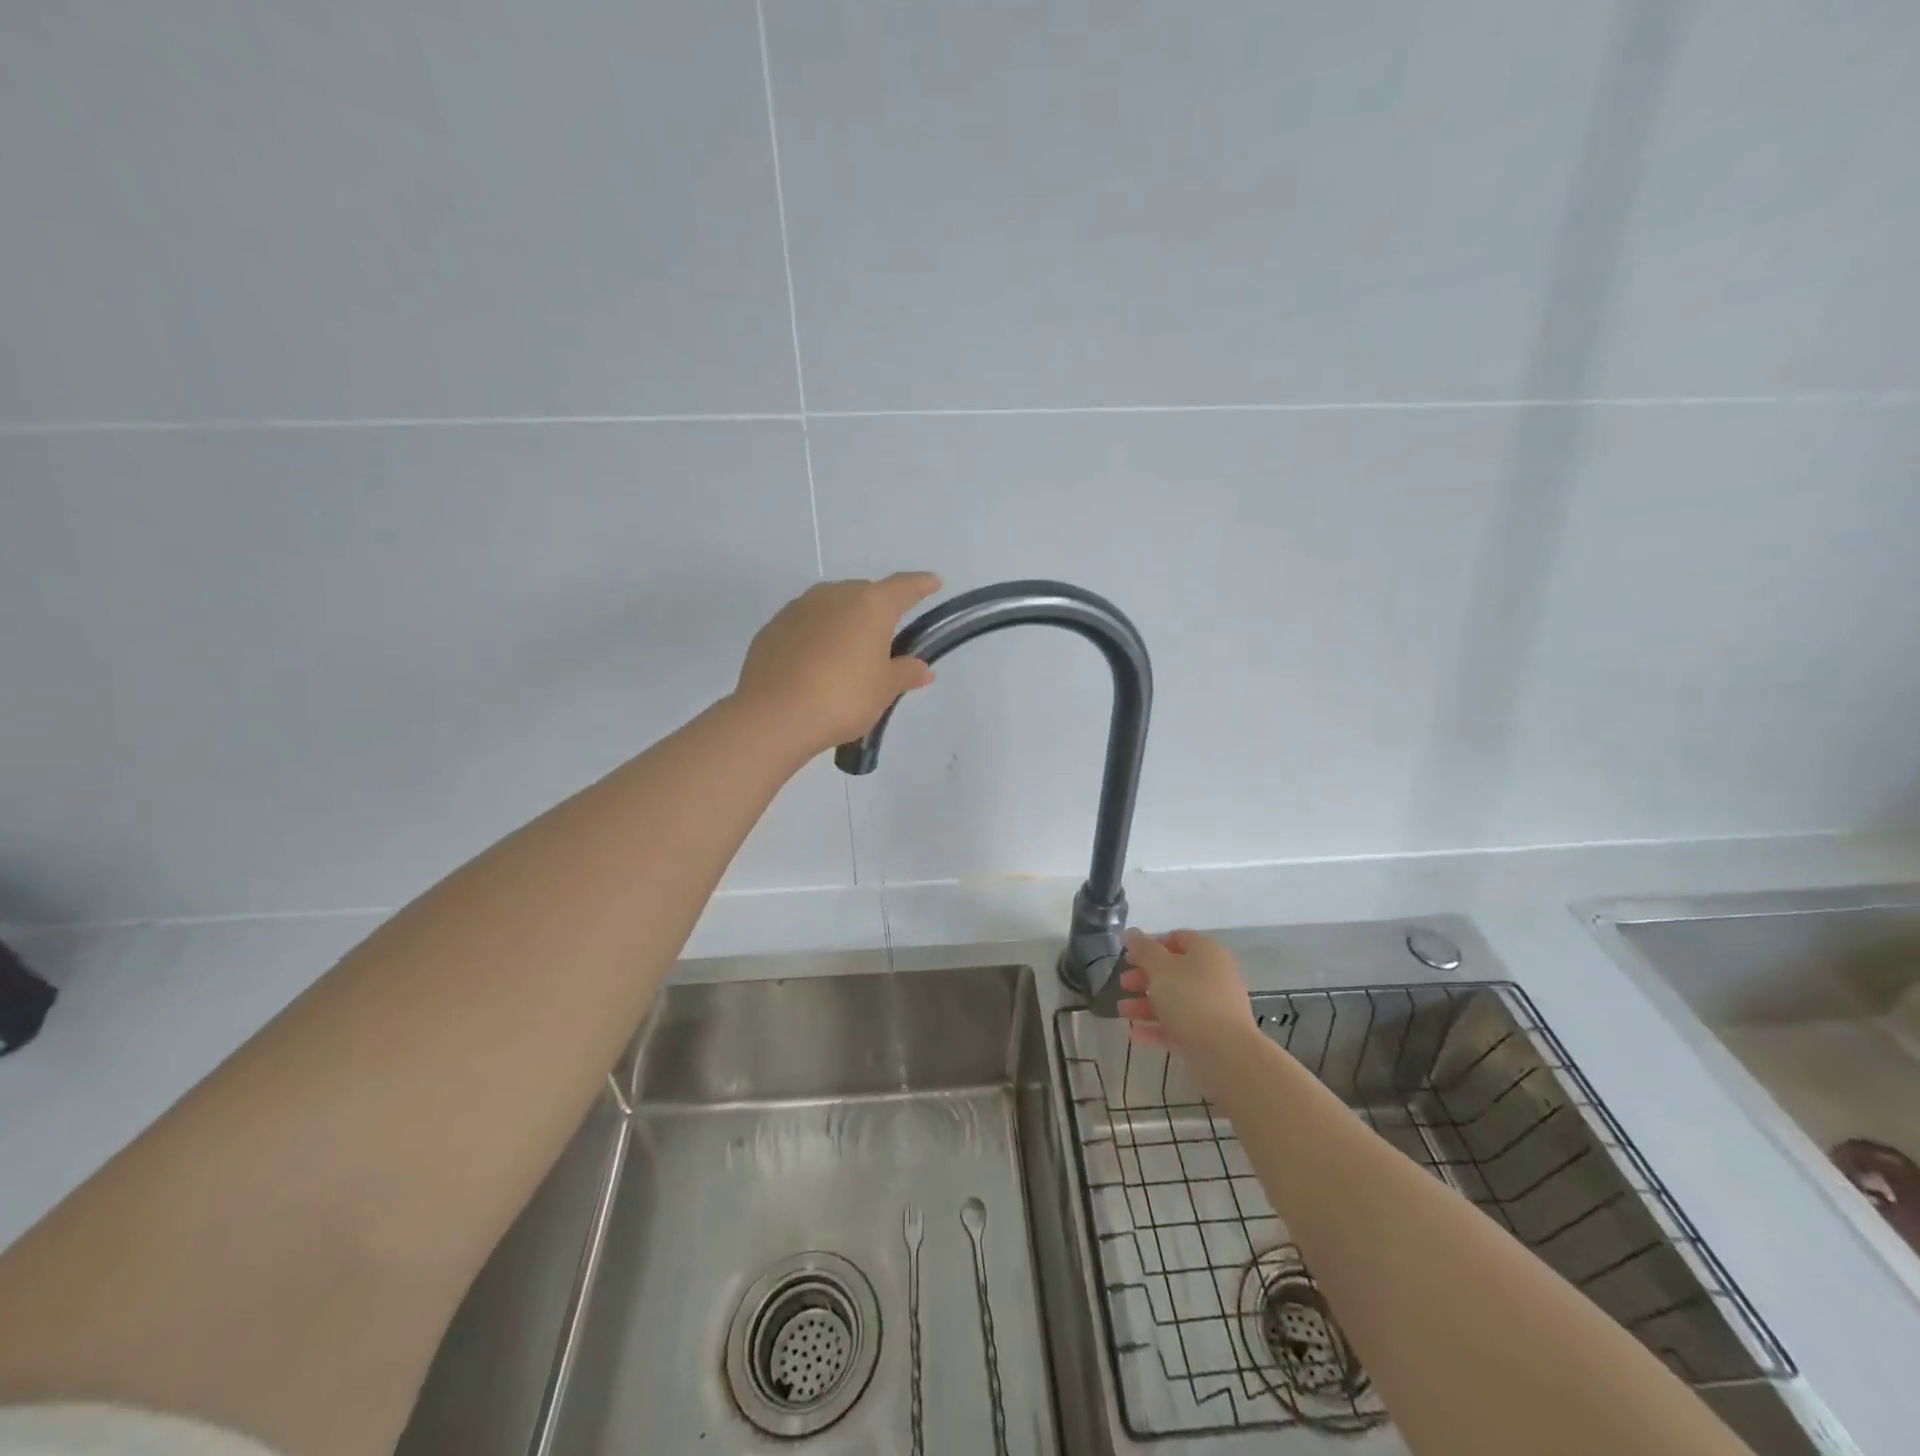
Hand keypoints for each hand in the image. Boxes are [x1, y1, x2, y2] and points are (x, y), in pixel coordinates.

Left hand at [734, 573, 942, 753]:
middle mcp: (834, 595)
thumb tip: (921, 668)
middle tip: (885, 638)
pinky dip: (816, 636)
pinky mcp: (773, 628)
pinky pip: (805, 625)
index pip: (903, 587)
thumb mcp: (883, 690)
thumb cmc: (843, 698)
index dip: (920, 585)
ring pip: (831, 607)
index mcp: (870, 604)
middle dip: (877, 610)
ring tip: (849, 653)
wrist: (775, 715)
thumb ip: (904, 673)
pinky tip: (816, 663)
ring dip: (843, 622)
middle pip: (864, 594)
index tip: (933, 583)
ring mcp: (799, 608)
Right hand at [1117, 929, 1258, 1058]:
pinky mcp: (1211, 1035)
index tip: (1129, 957)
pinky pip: (1180, 1026)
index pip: (1178, 938)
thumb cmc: (1190, 999)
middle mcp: (1214, 976)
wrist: (1226, 1053)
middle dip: (1145, 977)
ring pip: (1175, 1000)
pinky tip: (1136, 1034)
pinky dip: (1158, 1027)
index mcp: (1206, 952)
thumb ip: (1143, 949)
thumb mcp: (1160, 968)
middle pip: (1174, 971)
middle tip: (1124, 984)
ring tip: (1123, 1012)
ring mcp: (1214, 1007)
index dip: (1151, 945)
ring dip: (1146, 1004)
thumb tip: (1130, 932)